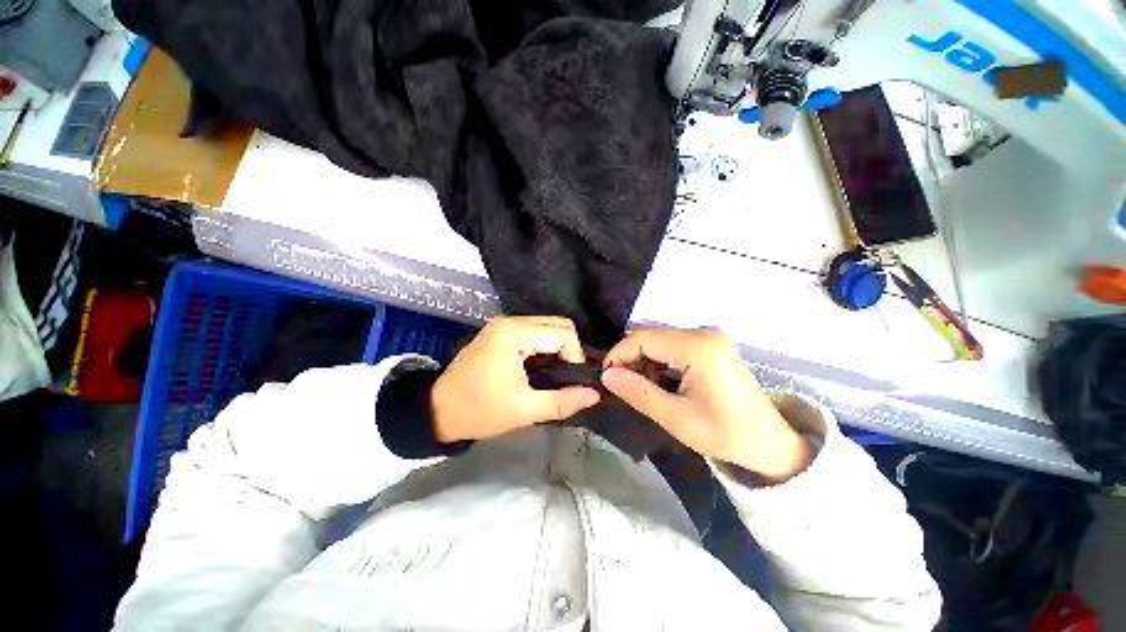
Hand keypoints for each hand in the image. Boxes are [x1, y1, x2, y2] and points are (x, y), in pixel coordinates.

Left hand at [432, 316, 600, 442]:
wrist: (437, 410)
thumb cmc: (479, 410)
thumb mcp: (524, 410)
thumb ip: (563, 402)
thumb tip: (594, 395)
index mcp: (515, 334)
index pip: (563, 333)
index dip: (575, 357)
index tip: (571, 381)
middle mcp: (511, 321)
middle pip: (558, 324)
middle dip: (569, 350)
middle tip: (564, 377)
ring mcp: (504, 324)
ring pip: (548, 326)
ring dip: (557, 347)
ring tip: (554, 374)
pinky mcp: (501, 331)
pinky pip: (535, 331)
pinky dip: (544, 346)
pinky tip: (540, 366)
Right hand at [602, 328, 810, 481]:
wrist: (771, 443)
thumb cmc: (725, 434)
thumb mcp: (676, 418)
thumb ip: (638, 392)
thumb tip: (607, 375)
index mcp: (697, 347)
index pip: (642, 338)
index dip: (618, 354)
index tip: (606, 377)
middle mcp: (703, 333)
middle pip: (651, 337)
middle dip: (631, 359)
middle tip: (622, 387)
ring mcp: (708, 337)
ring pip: (660, 341)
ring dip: (644, 362)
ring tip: (641, 389)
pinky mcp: (710, 345)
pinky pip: (673, 346)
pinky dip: (659, 362)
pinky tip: (660, 383)